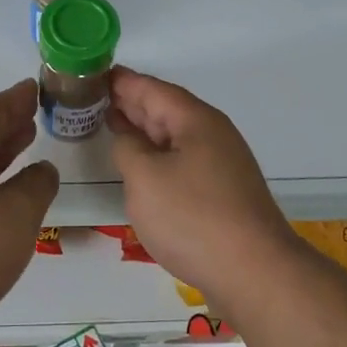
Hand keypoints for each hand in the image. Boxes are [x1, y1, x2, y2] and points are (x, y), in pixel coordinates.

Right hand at [108, 66, 302, 306]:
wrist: (254, 272)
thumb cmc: (192, 218)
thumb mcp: (144, 178)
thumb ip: (127, 148)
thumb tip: (128, 137)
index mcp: (195, 120)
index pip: (152, 88)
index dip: (122, 81)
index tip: (94, 73)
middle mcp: (212, 134)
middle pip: (165, 108)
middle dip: (130, 102)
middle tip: (93, 97)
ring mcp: (220, 163)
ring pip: (174, 136)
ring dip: (143, 129)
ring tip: (110, 123)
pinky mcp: (221, 191)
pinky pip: (181, 160)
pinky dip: (156, 154)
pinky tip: (141, 165)